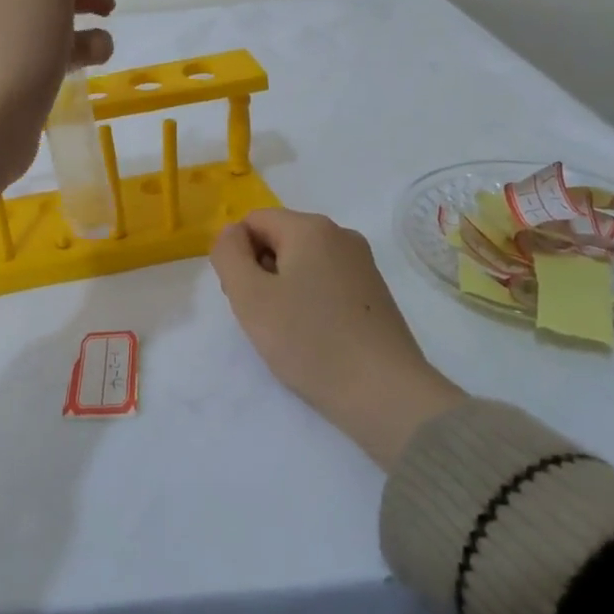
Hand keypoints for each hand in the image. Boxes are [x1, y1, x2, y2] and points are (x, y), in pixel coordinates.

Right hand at [210, 209, 466, 469]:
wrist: (384, 393)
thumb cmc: (309, 340)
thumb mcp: (249, 296)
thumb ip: (228, 254)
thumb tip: (232, 233)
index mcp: (311, 227)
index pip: (254, 221)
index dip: (238, 255)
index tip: (243, 296)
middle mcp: (341, 235)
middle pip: (279, 238)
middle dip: (260, 271)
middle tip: (262, 317)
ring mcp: (363, 264)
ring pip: (302, 262)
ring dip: (283, 289)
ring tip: (288, 331)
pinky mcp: (375, 293)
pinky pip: (326, 282)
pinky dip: (310, 302)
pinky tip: (315, 337)